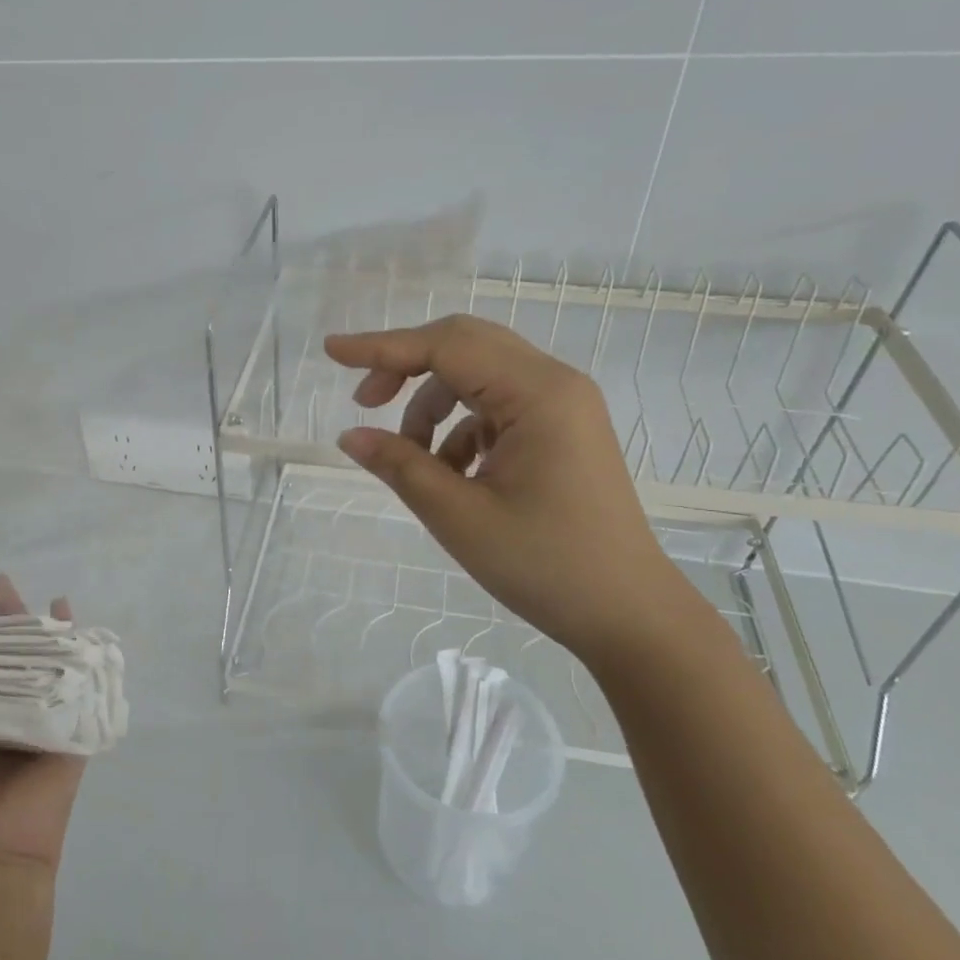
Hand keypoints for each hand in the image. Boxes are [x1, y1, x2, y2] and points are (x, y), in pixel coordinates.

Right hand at [326, 315, 697, 663]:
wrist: (628, 614)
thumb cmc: (546, 565)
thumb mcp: (459, 517)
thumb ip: (400, 466)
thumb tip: (348, 436)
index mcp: (538, 393)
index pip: (446, 345)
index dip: (382, 346)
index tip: (331, 350)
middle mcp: (555, 384)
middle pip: (465, 346)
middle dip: (406, 367)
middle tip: (365, 403)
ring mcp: (562, 407)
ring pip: (478, 377)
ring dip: (432, 405)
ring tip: (410, 459)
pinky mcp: (561, 431)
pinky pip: (496, 408)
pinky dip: (459, 430)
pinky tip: (451, 475)